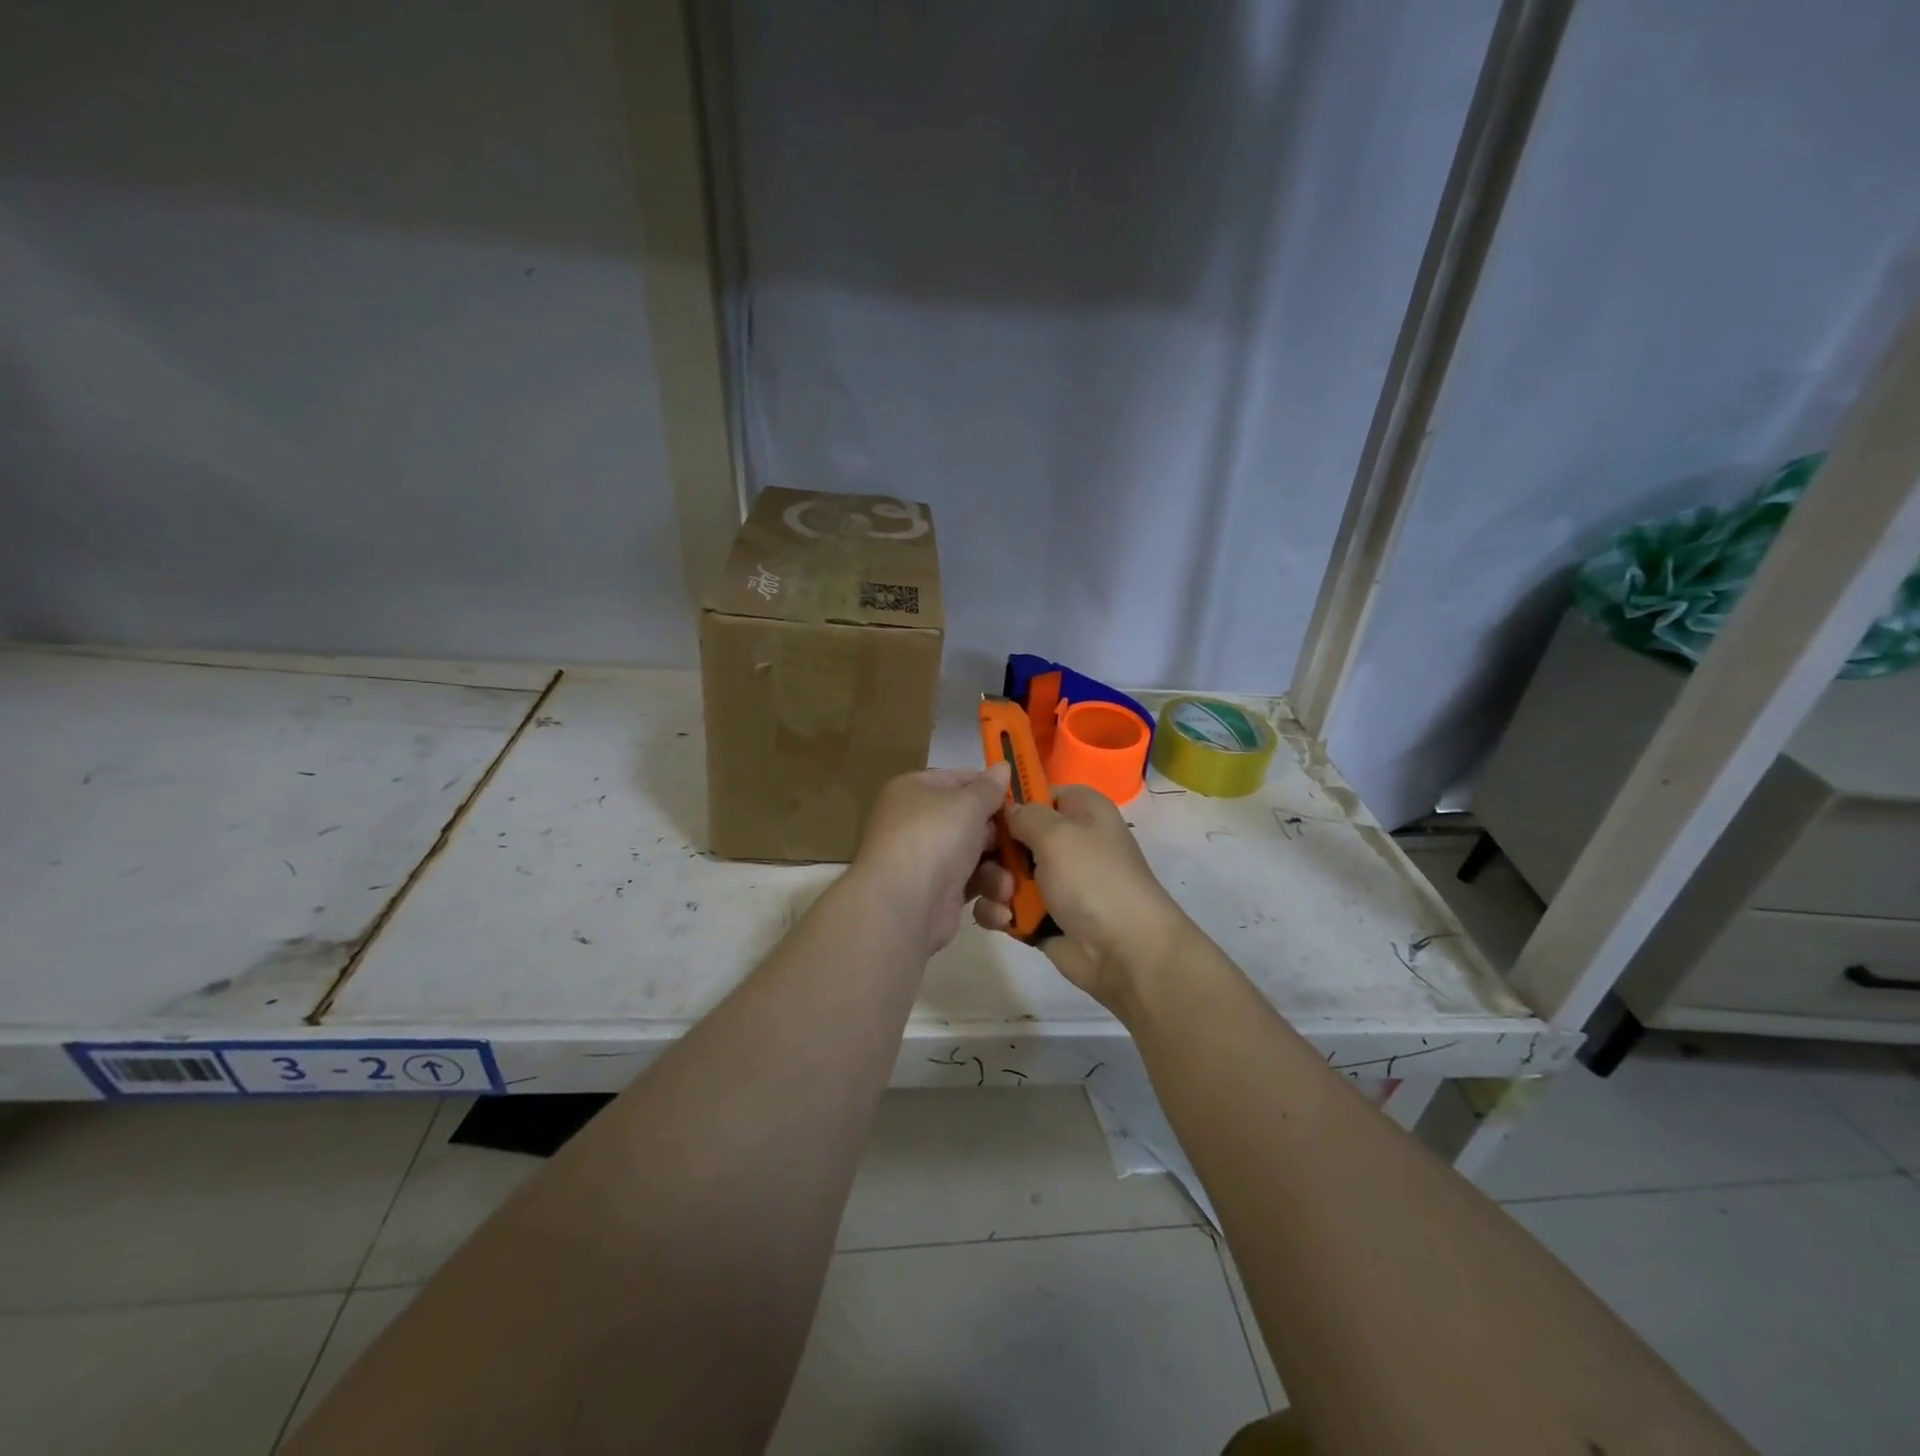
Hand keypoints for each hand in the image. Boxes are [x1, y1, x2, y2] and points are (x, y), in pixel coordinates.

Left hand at [853, 763, 1011, 956]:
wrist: (903, 904)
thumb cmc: (934, 838)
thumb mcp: (967, 803)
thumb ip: (989, 788)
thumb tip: (1002, 766)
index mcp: (915, 790)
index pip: (959, 780)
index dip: (990, 788)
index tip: (1021, 800)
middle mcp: (917, 823)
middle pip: (971, 822)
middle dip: (1000, 838)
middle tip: (1025, 843)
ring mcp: (926, 861)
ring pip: (976, 858)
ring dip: (998, 873)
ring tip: (1005, 886)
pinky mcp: (937, 896)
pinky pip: (971, 887)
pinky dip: (987, 897)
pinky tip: (998, 907)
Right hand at [971, 785, 1190, 1016]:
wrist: (1123, 952)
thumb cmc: (1093, 880)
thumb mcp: (1058, 834)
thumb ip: (1025, 815)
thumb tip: (1008, 810)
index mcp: (1081, 812)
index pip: (1037, 793)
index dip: (1011, 802)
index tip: (985, 814)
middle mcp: (1066, 842)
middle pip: (1012, 834)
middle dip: (995, 851)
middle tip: (993, 864)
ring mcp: (1052, 881)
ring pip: (1002, 871)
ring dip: (994, 884)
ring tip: (1005, 898)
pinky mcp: (1039, 915)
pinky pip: (1005, 905)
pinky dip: (999, 912)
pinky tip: (1006, 920)